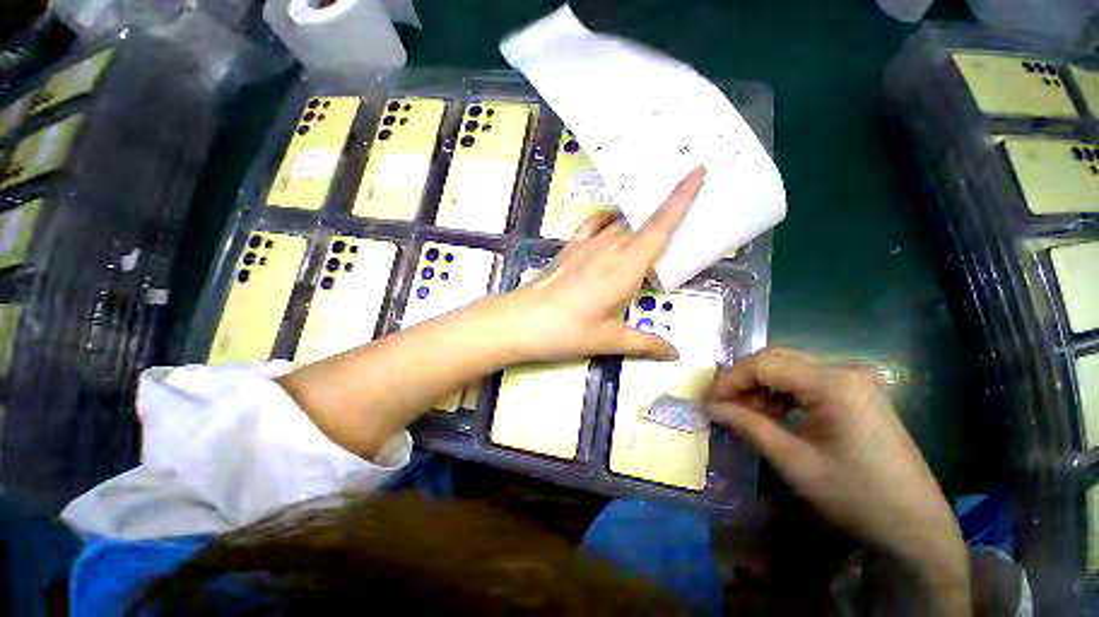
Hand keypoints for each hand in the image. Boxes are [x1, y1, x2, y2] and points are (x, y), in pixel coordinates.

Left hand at [506, 166, 704, 361]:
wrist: (522, 321)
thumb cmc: (569, 331)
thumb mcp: (611, 340)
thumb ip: (646, 344)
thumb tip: (675, 354)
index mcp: (627, 266)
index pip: (661, 225)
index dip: (681, 197)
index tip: (697, 170)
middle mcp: (610, 247)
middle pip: (643, 220)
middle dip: (665, 208)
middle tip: (685, 208)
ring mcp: (587, 245)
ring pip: (620, 222)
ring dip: (638, 217)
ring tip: (652, 220)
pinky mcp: (570, 248)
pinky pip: (593, 224)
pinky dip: (607, 219)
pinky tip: (612, 225)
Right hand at [706, 348, 969, 614]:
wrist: (915, 526)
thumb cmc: (855, 495)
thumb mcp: (793, 461)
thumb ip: (747, 425)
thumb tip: (710, 407)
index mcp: (832, 383)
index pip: (763, 365)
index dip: (729, 381)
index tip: (708, 402)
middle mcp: (843, 370)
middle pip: (776, 360)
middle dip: (743, 381)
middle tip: (723, 405)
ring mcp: (853, 380)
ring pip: (789, 368)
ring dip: (761, 387)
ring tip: (745, 414)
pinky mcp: (856, 393)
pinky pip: (806, 382)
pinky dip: (781, 394)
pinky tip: (773, 416)